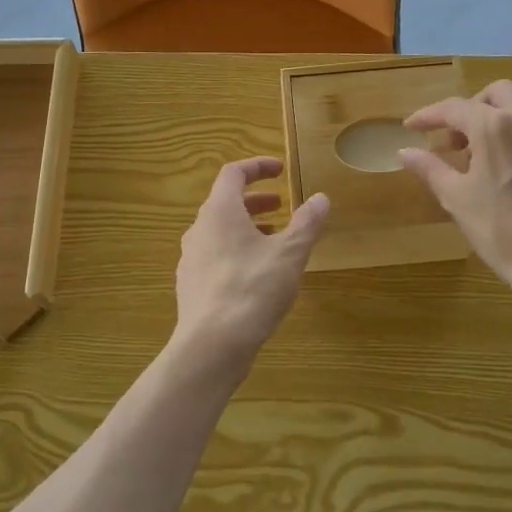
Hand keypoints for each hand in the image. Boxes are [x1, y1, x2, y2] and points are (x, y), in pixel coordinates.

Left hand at [173, 158, 329, 372]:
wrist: (212, 345)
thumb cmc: (252, 289)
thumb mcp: (289, 254)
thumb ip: (306, 223)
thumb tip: (321, 198)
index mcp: (219, 212)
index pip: (233, 174)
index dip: (258, 167)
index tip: (280, 169)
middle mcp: (199, 230)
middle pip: (225, 203)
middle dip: (255, 200)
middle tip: (281, 205)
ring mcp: (191, 259)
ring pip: (220, 231)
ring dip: (247, 227)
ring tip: (274, 239)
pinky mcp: (191, 286)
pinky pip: (215, 256)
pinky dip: (237, 251)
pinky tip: (257, 274)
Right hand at [399, 81, 511, 324]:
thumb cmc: (502, 231)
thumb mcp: (457, 199)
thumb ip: (431, 168)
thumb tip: (406, 151)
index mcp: (495, 126)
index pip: (454, 108)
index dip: (429, 115)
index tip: (412, 127)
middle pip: (497, 94)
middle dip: (471, 109)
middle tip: (456, 141)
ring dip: (500, 124)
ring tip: (487, 160)